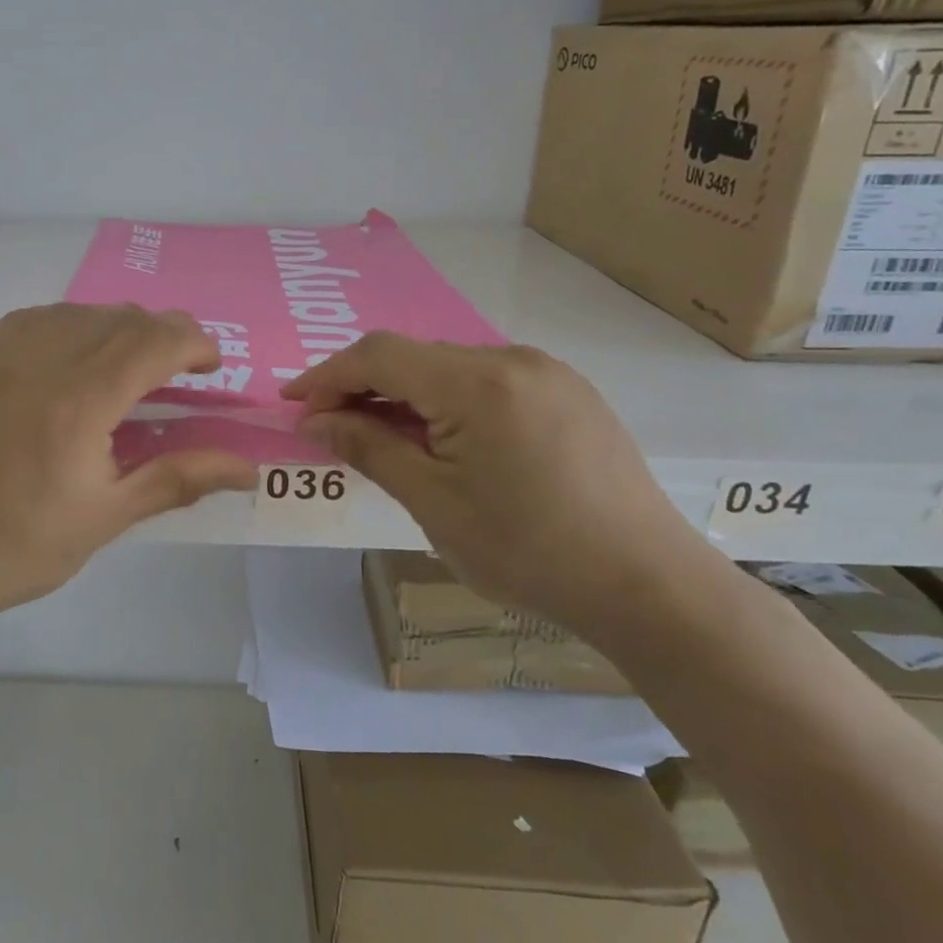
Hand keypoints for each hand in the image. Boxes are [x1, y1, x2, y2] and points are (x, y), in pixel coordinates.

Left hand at [0, 304, 258, 633]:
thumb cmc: (15, 547)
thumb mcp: (104, 518)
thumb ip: (178, 479)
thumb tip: (248, 467)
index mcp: (80, 398)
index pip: (154, 340)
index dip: (194, 342)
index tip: (211, 365)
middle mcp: (39, 357)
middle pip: (119, 318)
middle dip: (161, 333)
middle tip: (177, 369)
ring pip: (74, 312)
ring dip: (114, 327)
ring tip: (126, 365)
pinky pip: (29, 321)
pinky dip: (65, 328)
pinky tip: (66, 360)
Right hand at [283, 333, 724, 641]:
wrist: (648, 586)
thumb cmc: (528, 551)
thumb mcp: (433, 502)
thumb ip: (369, 448)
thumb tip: (314, 420)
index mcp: (477, 383)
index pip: (379, 356)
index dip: (328, 375)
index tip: (293, 403)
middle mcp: (512, 359)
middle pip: (414, 357)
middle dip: (363, 386)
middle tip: (332, 427)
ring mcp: (547, 373)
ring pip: (449, 368)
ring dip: (405, 394)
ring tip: (382, 438)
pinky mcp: (569, 394)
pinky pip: (487, 381)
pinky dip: (447, 401)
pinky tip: (442, 439)